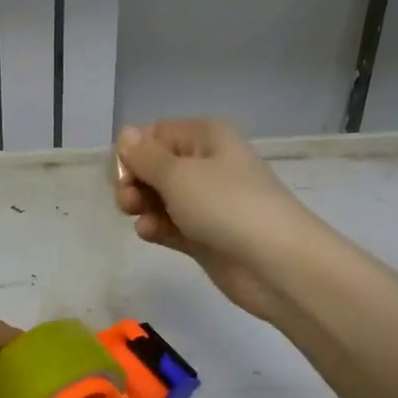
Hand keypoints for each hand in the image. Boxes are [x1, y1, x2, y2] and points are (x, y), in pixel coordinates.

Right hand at [113, 119, 315, 319]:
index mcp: (206, 137)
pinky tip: (149, 233)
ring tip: (138, 217)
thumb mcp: (178, 174)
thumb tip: (126, 134)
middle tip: (127, 201)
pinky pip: (171, 224)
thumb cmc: (226, 205)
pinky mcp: (205, 235)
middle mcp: (207, 163)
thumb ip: (145, 156)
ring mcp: (207, 202)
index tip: (122, 175)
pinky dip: (157, 227)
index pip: (155, 134)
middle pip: (155, 166)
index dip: (133, 152)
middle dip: (135, 181)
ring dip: (142, 205)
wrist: (276, 263)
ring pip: (160, 197)